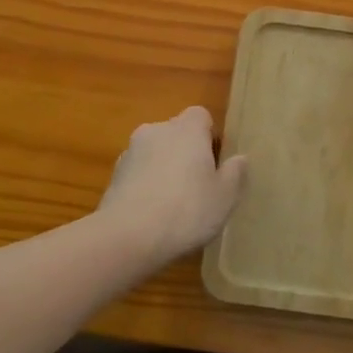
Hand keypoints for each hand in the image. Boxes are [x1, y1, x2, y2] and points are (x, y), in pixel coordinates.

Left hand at [98, 106, 247, 263]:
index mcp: (187, 129)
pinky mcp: (113, 176)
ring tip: (173, 204)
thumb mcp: (225, 196)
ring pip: (155, 153)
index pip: (201, 116)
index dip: (209, 136)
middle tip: (198, 185)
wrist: (127, 237)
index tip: (215, 163)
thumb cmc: (187, 210)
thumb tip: (239, 158)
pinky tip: (152, 214)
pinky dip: (145, 185)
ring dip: (163, 168)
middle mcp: (156, 131)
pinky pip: (137, 173)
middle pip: (176, 133)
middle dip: (186, 152)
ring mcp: (130, 152)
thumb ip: (235, 173)